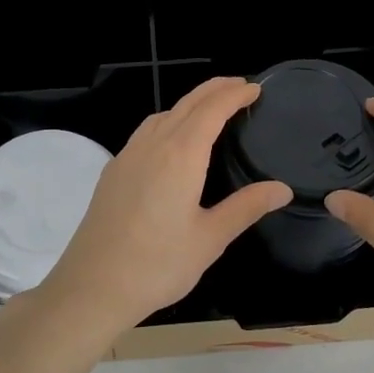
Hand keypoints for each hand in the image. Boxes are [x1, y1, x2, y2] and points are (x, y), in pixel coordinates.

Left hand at [37, 77, 292, 338]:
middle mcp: (152, 146)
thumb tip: (281, 189)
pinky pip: (145, 132)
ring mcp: (127, 157)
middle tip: (240, 85)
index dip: (234, 95)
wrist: (92, 286)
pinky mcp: (113, 172)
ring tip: (210, 109)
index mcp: (180, 156)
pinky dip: (167, 121)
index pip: (211, 110)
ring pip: (162, 115)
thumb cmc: (157, 265)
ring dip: (189, 103)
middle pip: (186, 104)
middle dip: (214, 90)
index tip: (254, 88)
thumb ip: (245, 207)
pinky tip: (172, 141)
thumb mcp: (210, 239)